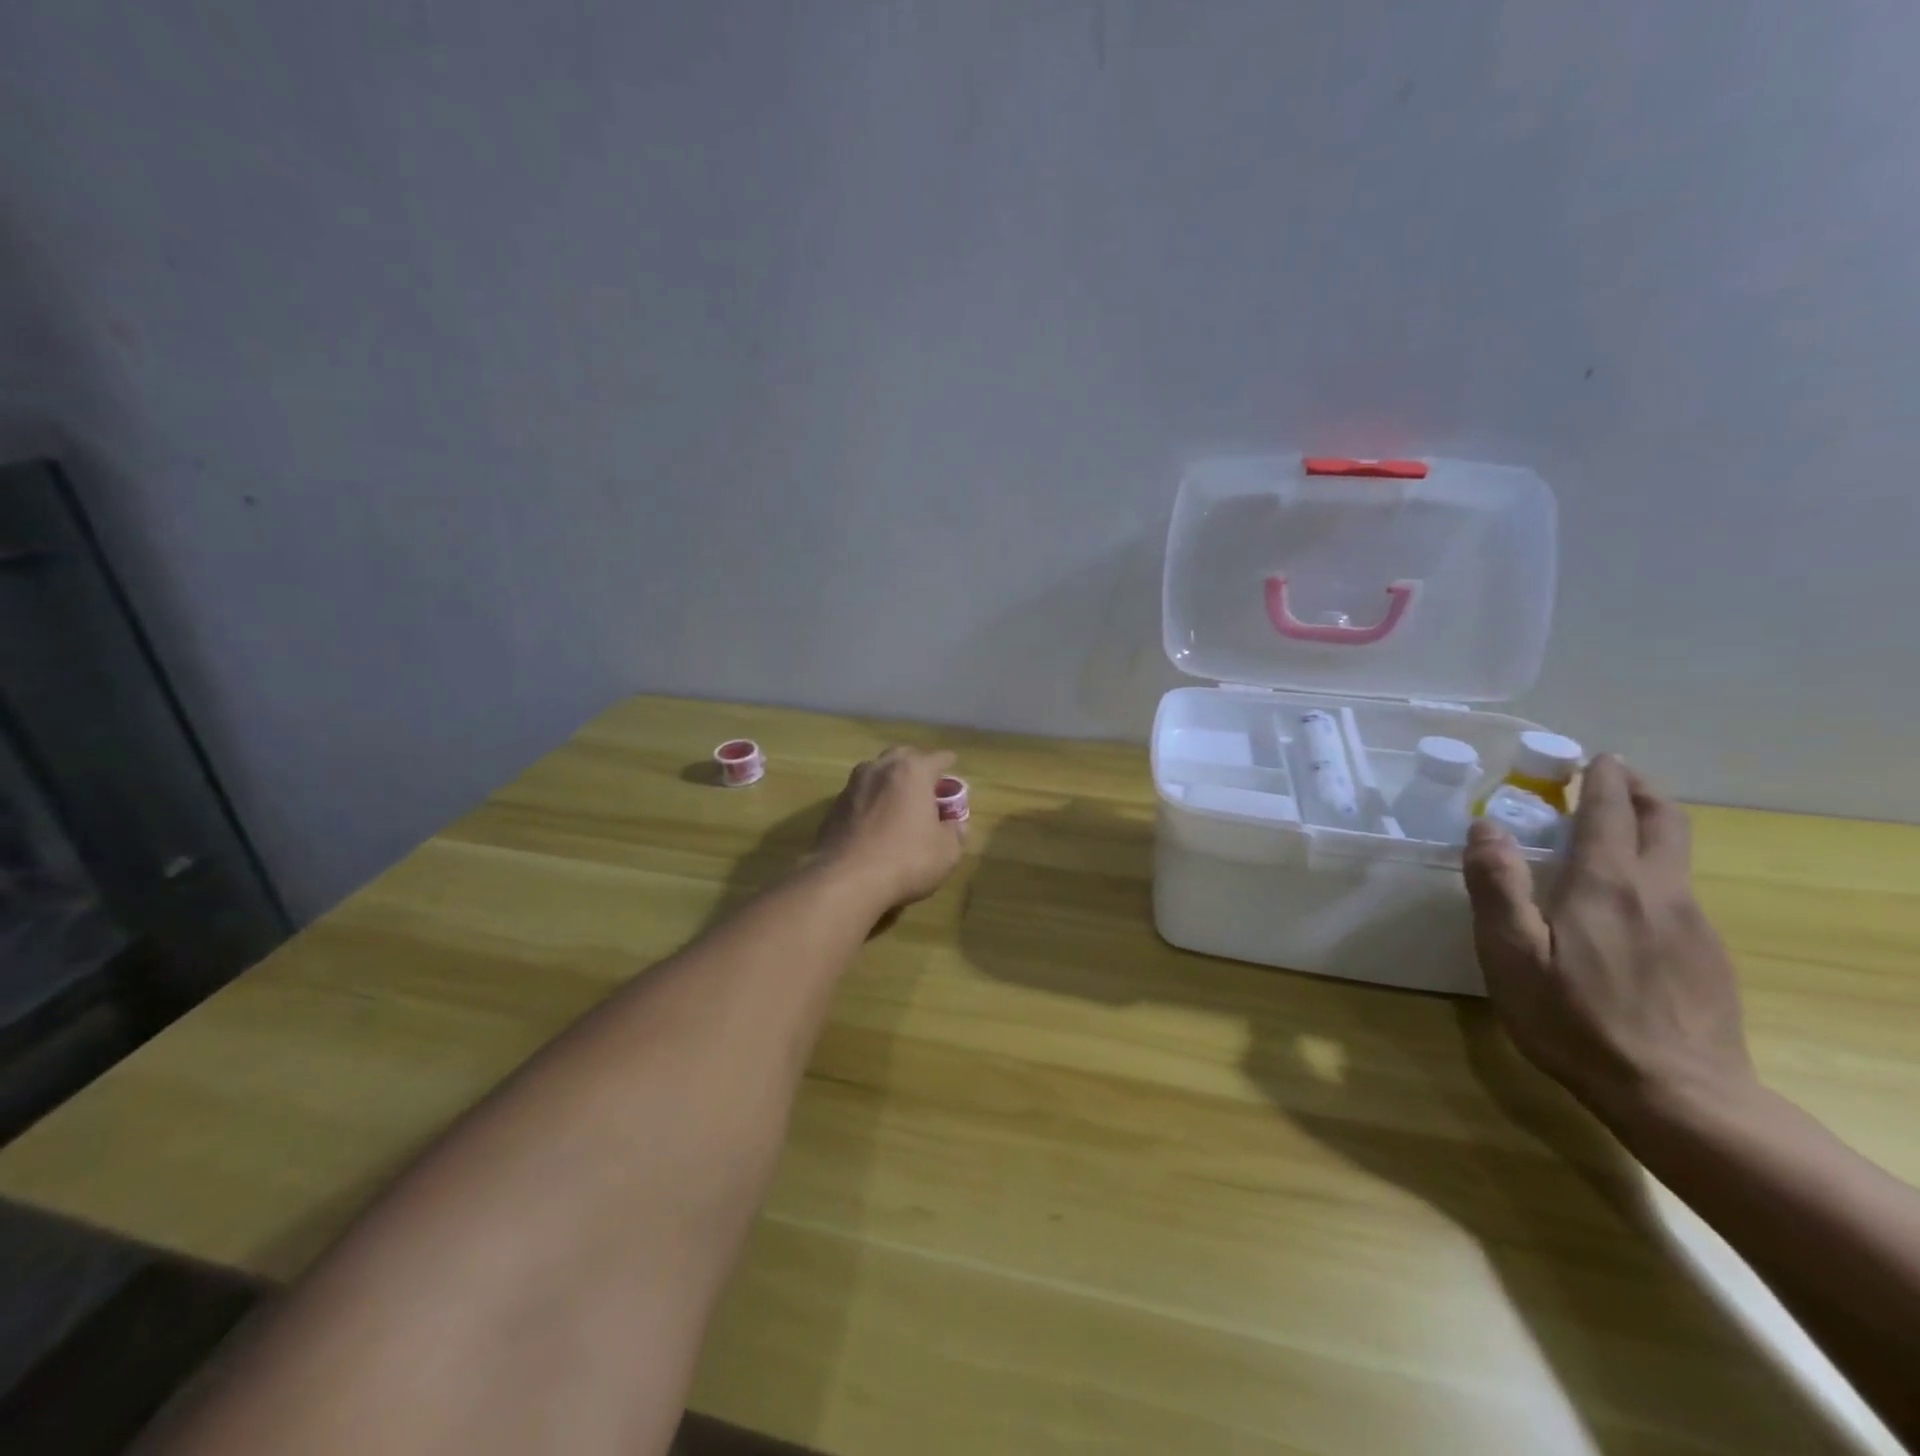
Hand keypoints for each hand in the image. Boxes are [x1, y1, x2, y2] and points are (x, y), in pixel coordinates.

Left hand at [813, 746, 965, 913]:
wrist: (845, 879)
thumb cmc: (906, 859)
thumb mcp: (946, 852)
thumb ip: (955, 833)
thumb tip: (956, 825)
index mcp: (912, 771)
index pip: (937, 758)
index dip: (948, 762)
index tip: (952, 765)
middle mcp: (880, 769)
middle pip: (902, 756)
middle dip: (916, 764)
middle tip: (926, 782)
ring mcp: (853, 785)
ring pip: (876, 771)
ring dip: (890, 779)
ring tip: (899, 798)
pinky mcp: (834, 806)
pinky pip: (860, 794)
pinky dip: (871, 799)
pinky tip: (876, 818)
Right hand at [1462, 753, 1756, 1135]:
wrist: (1680, 1098)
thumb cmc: (1576, 1021)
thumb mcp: (1513, 955)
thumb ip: (1497, 886)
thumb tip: (1486, 826)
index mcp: (1608, 884)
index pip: (1612, 810)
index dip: (1601, 778)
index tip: (1589, 757)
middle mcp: (1660, 892)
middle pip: (1666, 820)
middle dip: (1639, 788)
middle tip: (1609, 775)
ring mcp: (1693, 925)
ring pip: (1677, 855)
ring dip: (1649, 827)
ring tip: (1610, 831)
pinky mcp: (1708, 956)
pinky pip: (1679, 894)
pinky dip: (1654, 871)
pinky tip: (1625, 902)